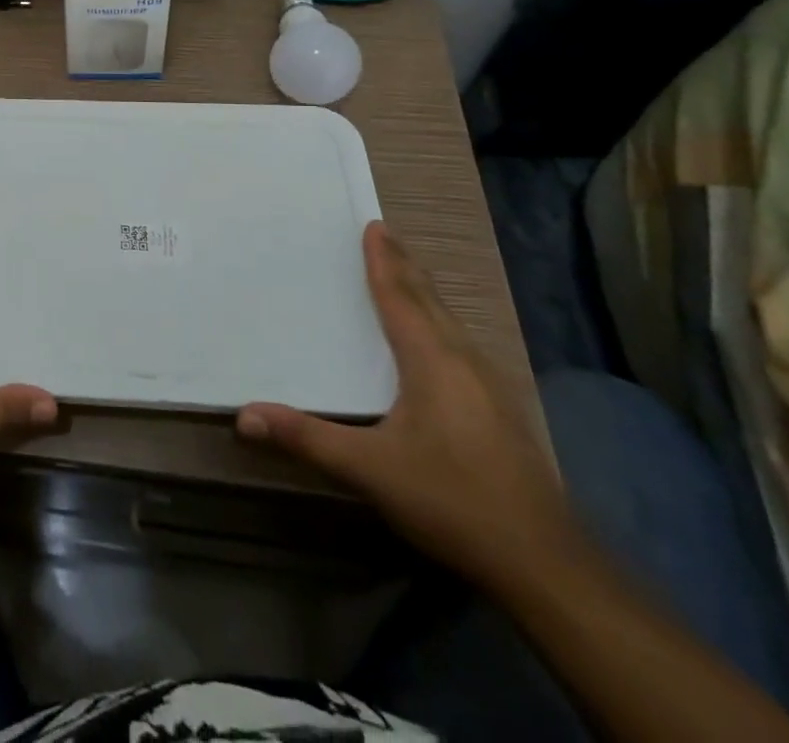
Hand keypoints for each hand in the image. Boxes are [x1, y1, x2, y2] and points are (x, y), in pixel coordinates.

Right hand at [237, 222, 574, 590]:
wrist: (544, 563)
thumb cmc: (451, 500)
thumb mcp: (369, 469)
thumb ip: (306, 438)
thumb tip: (244, 415)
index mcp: (432, 360)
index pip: (400, 297)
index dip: (383, 261)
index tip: (373, 226)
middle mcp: (464, 361)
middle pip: (430, 300)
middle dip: (405, 266)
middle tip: (385, 236)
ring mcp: (490, 386)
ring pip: (450, 322)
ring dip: (424, 293)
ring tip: (406, 276)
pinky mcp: (501, 411)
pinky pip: (461, 344)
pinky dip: (439, 322)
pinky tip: (438, 342)